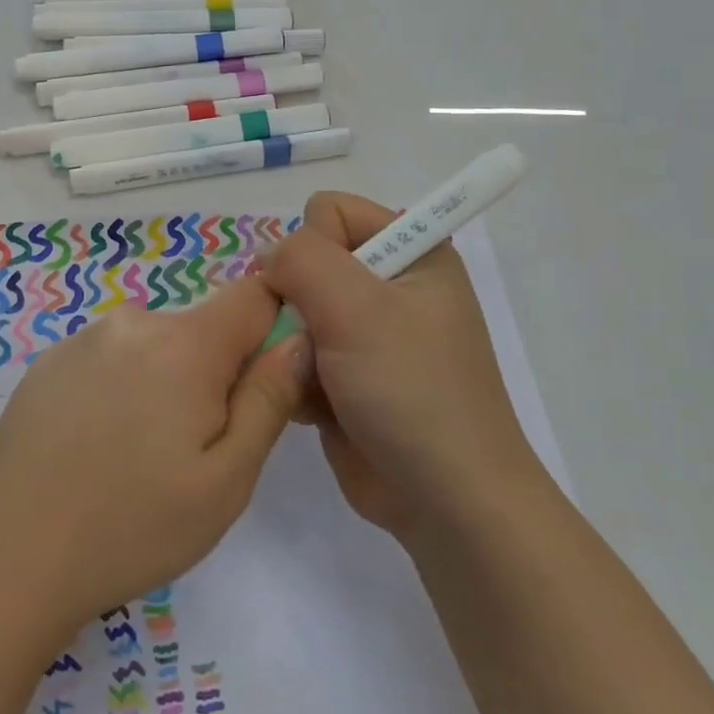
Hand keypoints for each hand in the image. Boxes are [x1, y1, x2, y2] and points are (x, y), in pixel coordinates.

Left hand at [0, 278, 309, 635]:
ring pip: (154, 347)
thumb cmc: (132, 527)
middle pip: (202, 329)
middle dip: (214, 374)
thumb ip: (270, 399)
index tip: (262, 386)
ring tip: (138, 458)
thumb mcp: (226, 480)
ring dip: (165, 384)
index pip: (254, 296)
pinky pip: (109, 360)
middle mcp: (133, 323)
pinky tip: (94, 450)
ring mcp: (83, 339)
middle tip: (193, 451)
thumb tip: (298, 338)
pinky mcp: (47, 362)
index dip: (272, 328)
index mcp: (185, 343)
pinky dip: (119, 390)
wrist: (4, 557)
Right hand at [259, 192, 542, 539]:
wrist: (446, 501)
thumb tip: (267, 258)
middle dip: (295, 303)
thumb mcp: (358, 307)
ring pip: (292, 312)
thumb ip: (302, 259)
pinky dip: (295, 378)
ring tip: (312, 382)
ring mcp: (367, 335)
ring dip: (292, 346)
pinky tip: (313, 409)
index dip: (313, 248)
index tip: (322, 297)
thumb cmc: (411, 390)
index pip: (330, 212)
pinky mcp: (347, 377)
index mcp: (411, 252)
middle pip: (306, 264)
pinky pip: (296, 355)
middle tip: (311, 343)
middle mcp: (389, 286)